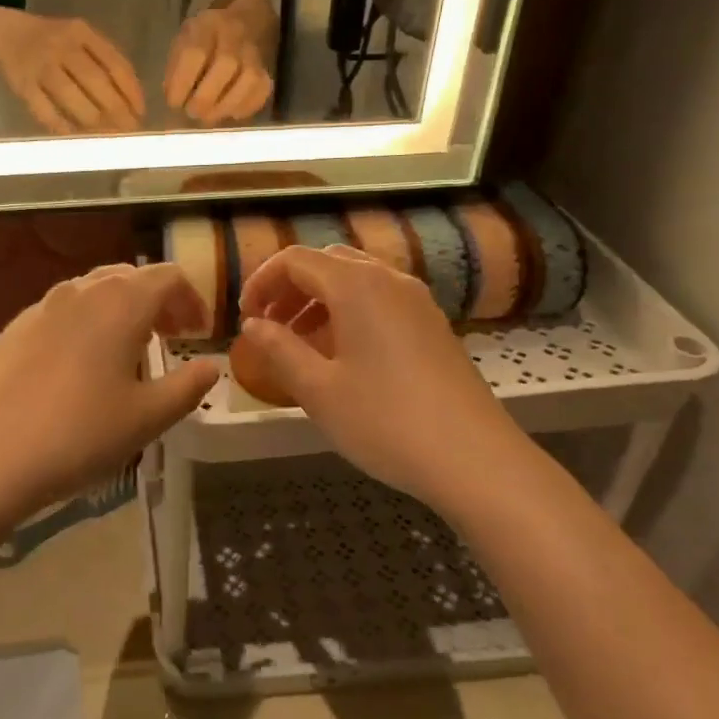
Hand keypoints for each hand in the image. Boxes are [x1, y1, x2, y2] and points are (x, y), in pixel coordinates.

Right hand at [0, 15, 145, 133]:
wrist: (6, 35)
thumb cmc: (54, 43)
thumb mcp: (80, 39)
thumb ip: (105, 61)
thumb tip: (132, 103)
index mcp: (82, 32)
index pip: (115, 63)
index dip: (131, 91)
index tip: (140, 113)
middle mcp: (61, 46)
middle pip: (95, 81)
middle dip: (117, 110)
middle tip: (129, 131)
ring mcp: (40, 65)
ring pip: (71, 96)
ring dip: (94, 121)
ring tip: (108, 137)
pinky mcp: (22, 85)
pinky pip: (45, 110)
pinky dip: (62, 126)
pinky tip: (77, 138)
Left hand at [0, 264, 221, 515]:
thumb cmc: (80, 434)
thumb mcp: (148, 418)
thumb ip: (188, 386)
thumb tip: (211, 366)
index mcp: (120, 303)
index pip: (168, 277)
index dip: (191, 300)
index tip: (199, 333)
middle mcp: (79, 293)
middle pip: (127, 277)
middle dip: (155, 301)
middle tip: (168, 337)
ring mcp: (38, 309)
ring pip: (89, 293)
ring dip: (116, 311)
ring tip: (124, 352)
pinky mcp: (9, 331)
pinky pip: (57, 315)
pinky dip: (80, 326)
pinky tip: (74, 370)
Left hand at [164, 5, 273, 124]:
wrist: (245, 24)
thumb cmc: (205, 40)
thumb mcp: (183, 42)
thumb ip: (176, 66)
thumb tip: (175, 98)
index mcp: (206, 26)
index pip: (195, 52)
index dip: (182, 82)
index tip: (173, 102)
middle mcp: (234, 36)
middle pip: (225, 64)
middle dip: (205, 97)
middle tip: (192, 112)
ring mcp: (254, 53)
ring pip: (248, 79)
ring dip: (225, 105)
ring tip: (209, 117)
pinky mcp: (267, 72)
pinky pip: (262, 91)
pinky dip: (245, 107)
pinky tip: (229, 113)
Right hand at [236, 245, 528, 510]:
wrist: (473, 459)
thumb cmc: (384, 421)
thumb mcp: (318, 389)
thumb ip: (279, 349)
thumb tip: (253, 325)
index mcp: (357, 285)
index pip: (296, 260)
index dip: (261, 281)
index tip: (245, 317)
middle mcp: (389, 279)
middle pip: (328, 263)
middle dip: (290, 288)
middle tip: (269, 327)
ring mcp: (418, 301)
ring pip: (357, 281)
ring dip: (320, 301)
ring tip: (300, 344)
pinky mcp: (434, 326)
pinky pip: (381, 301)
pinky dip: (350, 313)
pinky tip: (343, 357)